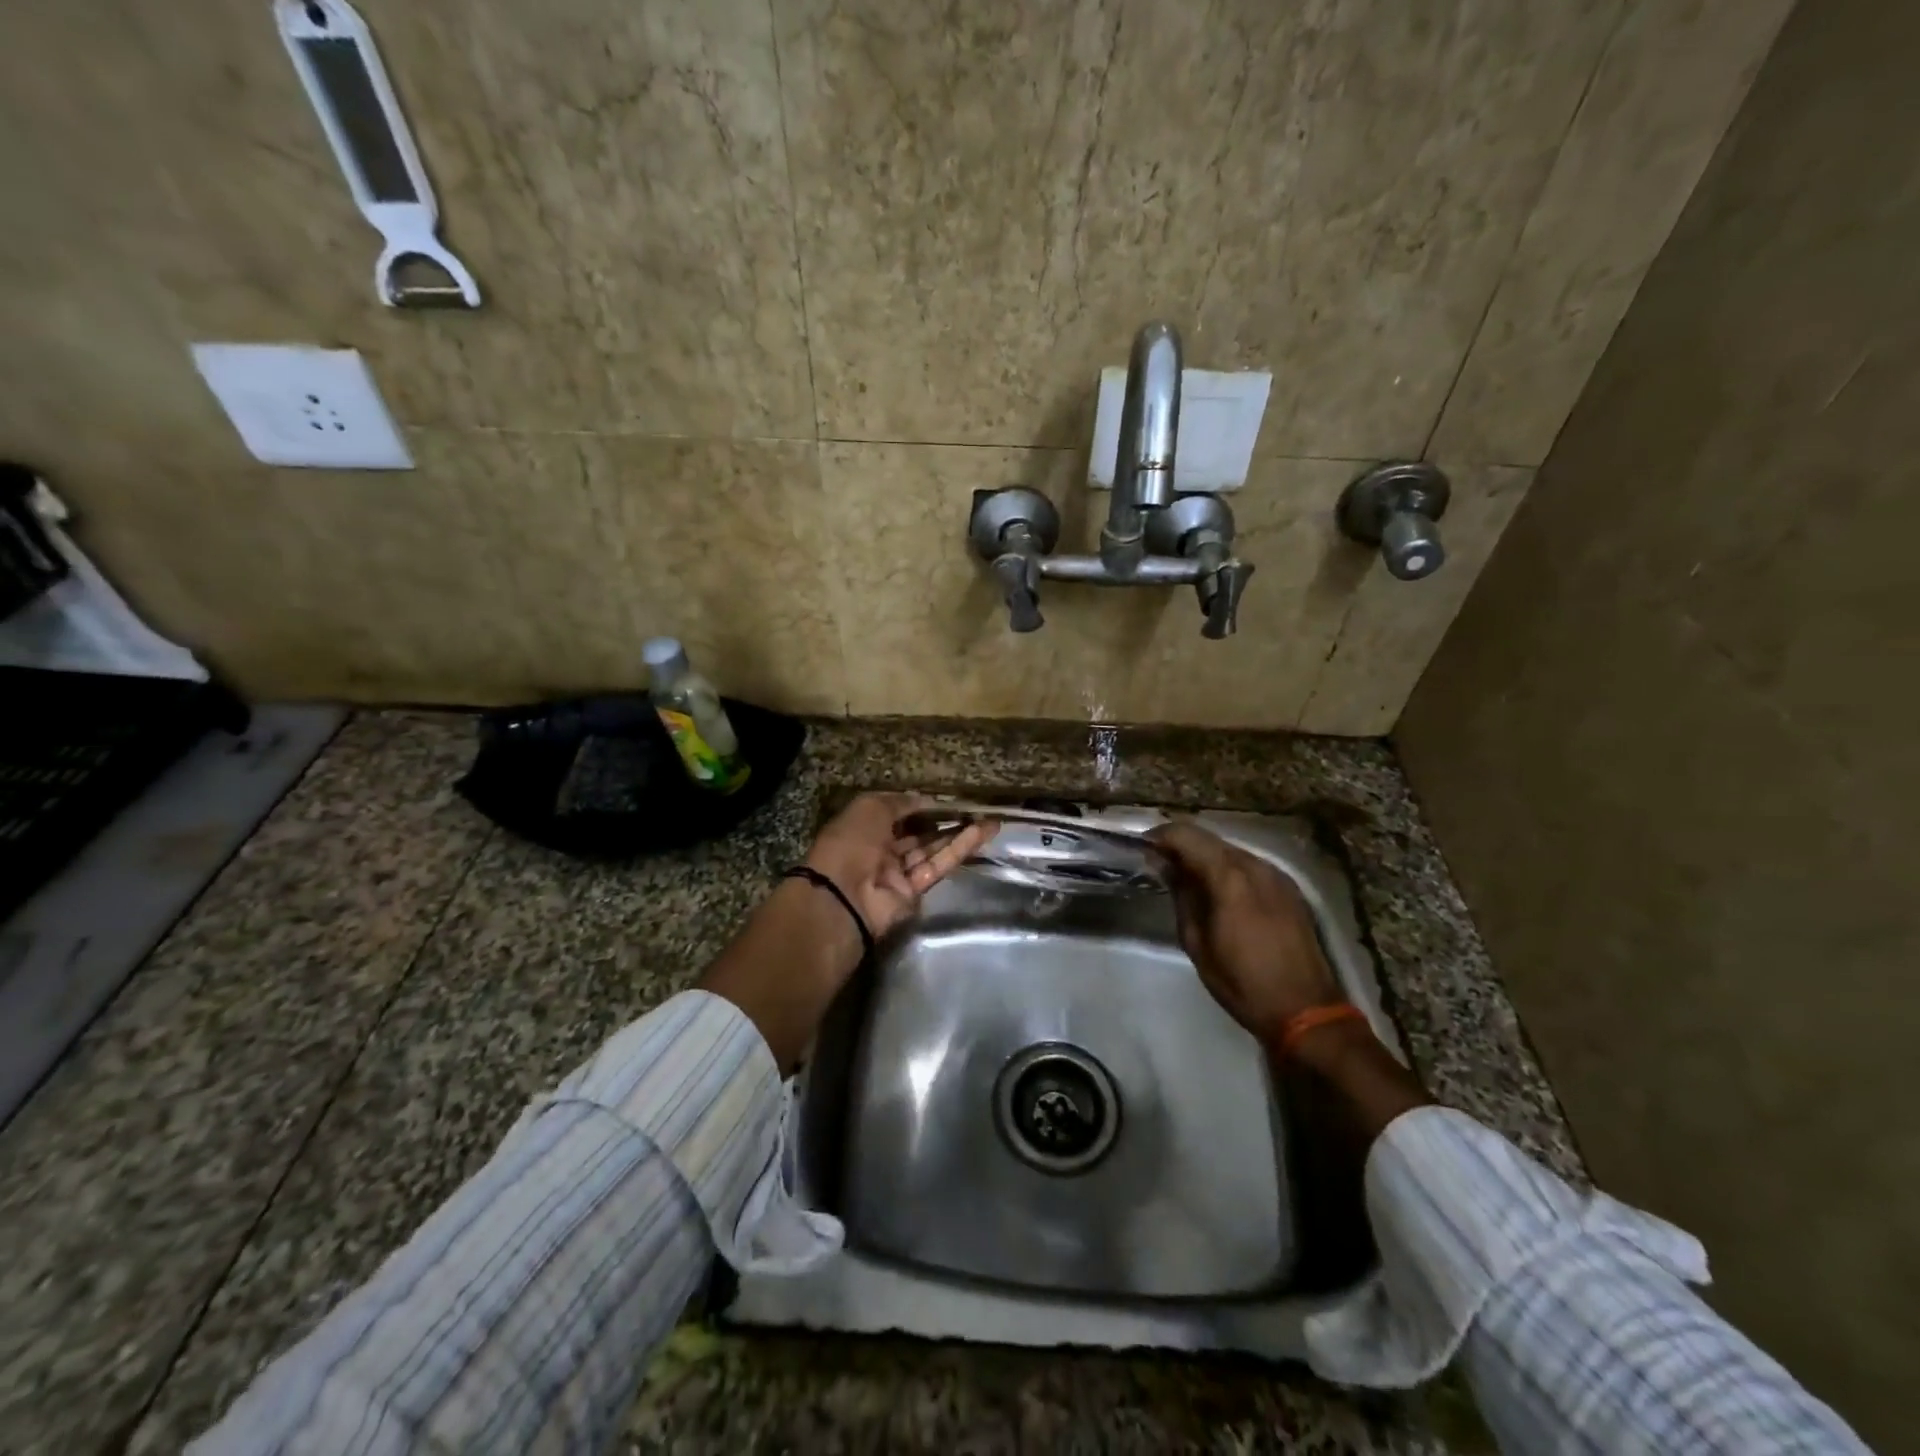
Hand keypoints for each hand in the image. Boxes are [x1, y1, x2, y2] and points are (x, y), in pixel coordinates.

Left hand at [804, 792, 995, 940]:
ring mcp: (897, 872)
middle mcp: (880, 849)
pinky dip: (958, 850)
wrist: (843, 896)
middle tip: (974, 808)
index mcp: (863, 827)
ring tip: (988, 820)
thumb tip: (924, 798)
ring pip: (931, 849)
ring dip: (958, 834)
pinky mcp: (913, 891)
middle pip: (917, 833)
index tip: (946, 797)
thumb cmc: (851, 842)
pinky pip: (937, 866)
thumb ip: (900, 802)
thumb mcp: (871, 808)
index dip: (920, 805)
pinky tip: (980, 833)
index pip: (896, 813)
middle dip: (944, 820)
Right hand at [1148, 820, 1343, 1045]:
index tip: (1142, 850)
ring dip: (1206, 858)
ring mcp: (1276, 874)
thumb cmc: (1242, 982)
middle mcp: (1255, 865)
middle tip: (1161, 865)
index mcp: (1229, 876)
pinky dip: (1228, 870)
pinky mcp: (1289, 888)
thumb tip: (1164, 865)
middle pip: (1209, 839)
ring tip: (1188, 880)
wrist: (1306, 1010)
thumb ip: (1181, 895)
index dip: (1160, 837)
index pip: (1186, 835)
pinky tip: (1220, 893)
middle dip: (1182, 846)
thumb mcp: (1197, 942)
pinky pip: (1250, 866)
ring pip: (1230, 850)